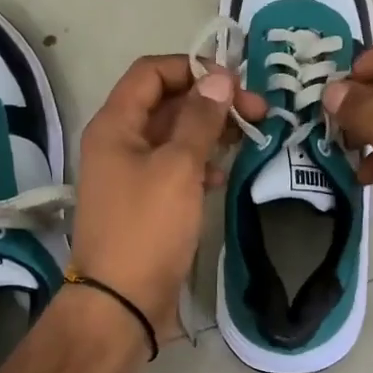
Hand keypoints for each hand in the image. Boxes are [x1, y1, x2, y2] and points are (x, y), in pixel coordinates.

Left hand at [72, 55, 268, 338]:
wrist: (120, 303)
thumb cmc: (147, 227)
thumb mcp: (178, 167)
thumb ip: (200, 119)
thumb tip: (220, 78)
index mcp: (115, 124)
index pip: (151, 72)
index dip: (192, 68)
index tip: (234, 82)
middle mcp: (118, 142)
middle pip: (166, 102)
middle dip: (210, 100)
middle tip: (257, 111)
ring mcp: (130, 173)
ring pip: (173, 135)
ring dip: (209, 130)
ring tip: (249, 136)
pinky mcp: (145, 201)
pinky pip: (174, 166)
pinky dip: (200, 163)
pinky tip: (223, 174)